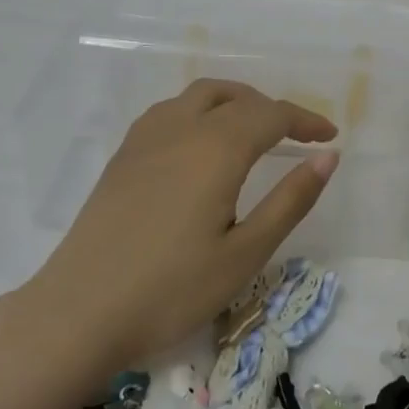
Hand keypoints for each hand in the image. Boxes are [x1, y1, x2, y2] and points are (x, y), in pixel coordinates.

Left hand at [36, 80, 338, 367]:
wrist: (79, 312)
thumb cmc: (171, 290)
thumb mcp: (244, 253)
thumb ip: (290, 201)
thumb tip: (327, 157)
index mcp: (217, 148)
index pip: (272, 115)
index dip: (305, 121)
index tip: (329, 137)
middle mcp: (182, 128)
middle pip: (237, 97)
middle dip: (272, 110)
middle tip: (294, 137)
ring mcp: (146, 138)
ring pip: (200, 95)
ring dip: (235, 102)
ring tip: (252, 131)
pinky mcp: (123, 155)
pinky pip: (171, 110)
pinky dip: (200, 110)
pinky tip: (199, 143)